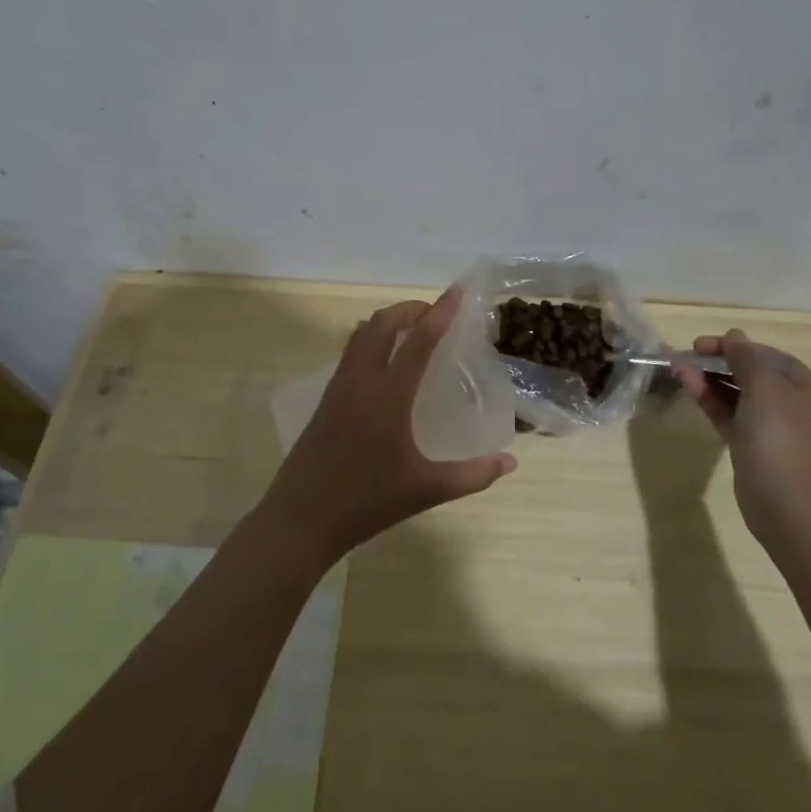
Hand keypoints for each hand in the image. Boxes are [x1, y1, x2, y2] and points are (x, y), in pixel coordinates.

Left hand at [260, 287, 516, 564]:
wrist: (301, 519)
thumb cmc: (367, 502)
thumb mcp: (426, 491)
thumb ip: (472, 475)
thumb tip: (510, 463)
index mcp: (388, 396)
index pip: (418, 341)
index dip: (439, 313)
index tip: (455, 292)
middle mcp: (361, 381)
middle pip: (382, 324)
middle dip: (409, 309)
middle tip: (435, 313)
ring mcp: (338, 387)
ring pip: (361, 334)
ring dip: (387, 321)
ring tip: (411, 329)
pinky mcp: (325, 399)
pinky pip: (349, 352)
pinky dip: (370, 339)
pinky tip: (383, 361)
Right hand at [675, 330, 810, 543]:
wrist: (787, 504)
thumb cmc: (780, 437)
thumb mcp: (763, 387)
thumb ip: (745, 357)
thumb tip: (735, 335)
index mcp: (803, 386)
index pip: (764, 354)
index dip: (732, 345)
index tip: (699, 344)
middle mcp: (789, 403)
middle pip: (749, 373)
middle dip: (716, 362)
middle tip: (685, 356)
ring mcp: (770, 427)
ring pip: (735, 394)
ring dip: (708, 379)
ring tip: (677, 368)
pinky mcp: (751, 446)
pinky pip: (729, 415)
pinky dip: (709, 400)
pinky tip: (688, 387)